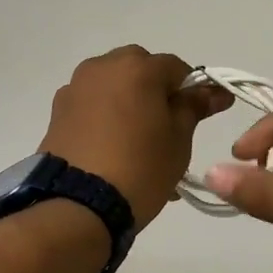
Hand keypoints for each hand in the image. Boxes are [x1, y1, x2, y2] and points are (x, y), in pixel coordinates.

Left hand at [41, 47, 232, 227]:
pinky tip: (112, 148)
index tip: (199, 114)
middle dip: (155, 91)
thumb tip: (215, 91)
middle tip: (166, 127)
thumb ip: (194, 107)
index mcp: (136, 67)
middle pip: (139, 69)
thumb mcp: (178, 139)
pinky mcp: (57, 111)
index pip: (176, 67)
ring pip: (112, 85)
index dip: (191, 89)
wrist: (78, 205)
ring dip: (128, 102)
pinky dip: (105, 116)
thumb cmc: (140, 167)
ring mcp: (75, 87)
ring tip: (138, 141)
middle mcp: (102, 67)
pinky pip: (91, 104)